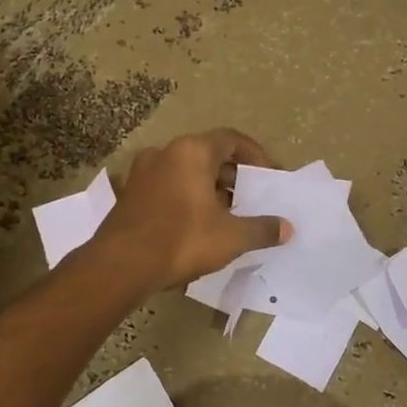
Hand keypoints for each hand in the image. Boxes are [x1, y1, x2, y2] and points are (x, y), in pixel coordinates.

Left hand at [94, 128, 291, 291]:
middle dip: (234, 176)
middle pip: (208, 155)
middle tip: (252, 198)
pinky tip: (198, 225)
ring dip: (210, 189)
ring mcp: (142, 173)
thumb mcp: (231, 237)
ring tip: (228, 215)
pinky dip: (187, 198)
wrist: (120, 266)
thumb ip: (262, 229)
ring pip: (186, 172)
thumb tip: (286, 228)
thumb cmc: (181, 240)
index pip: (232, 140)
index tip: (270, 176)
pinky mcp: (129, 195)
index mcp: (191, 152)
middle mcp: (165, 153)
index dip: (256, 156)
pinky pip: (168, 187)